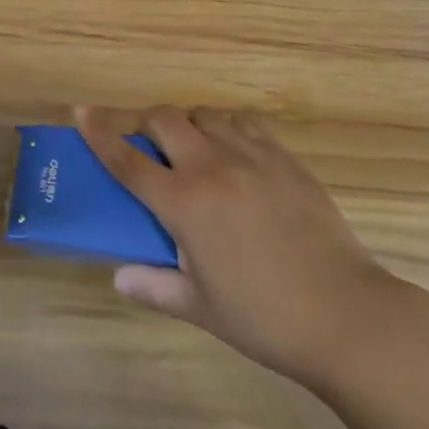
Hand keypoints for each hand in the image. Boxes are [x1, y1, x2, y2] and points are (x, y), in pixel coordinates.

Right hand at [77, 105, 403, 386]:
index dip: (99, 133)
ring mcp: (250, 155)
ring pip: (204, 114)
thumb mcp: (203, 309)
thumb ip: (155, 286)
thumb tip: (119, 277)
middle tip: (148, 147)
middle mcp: (210, 166)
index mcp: (184, 203)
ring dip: (189, 125)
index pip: (127, 160)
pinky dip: (228, 128)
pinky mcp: (283, 156)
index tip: (80, 110)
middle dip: (146, 125)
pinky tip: (235, 152)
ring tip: (195, 152)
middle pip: (163, 120)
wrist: (347, 314)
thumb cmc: (266, 318)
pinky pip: (244, 122)